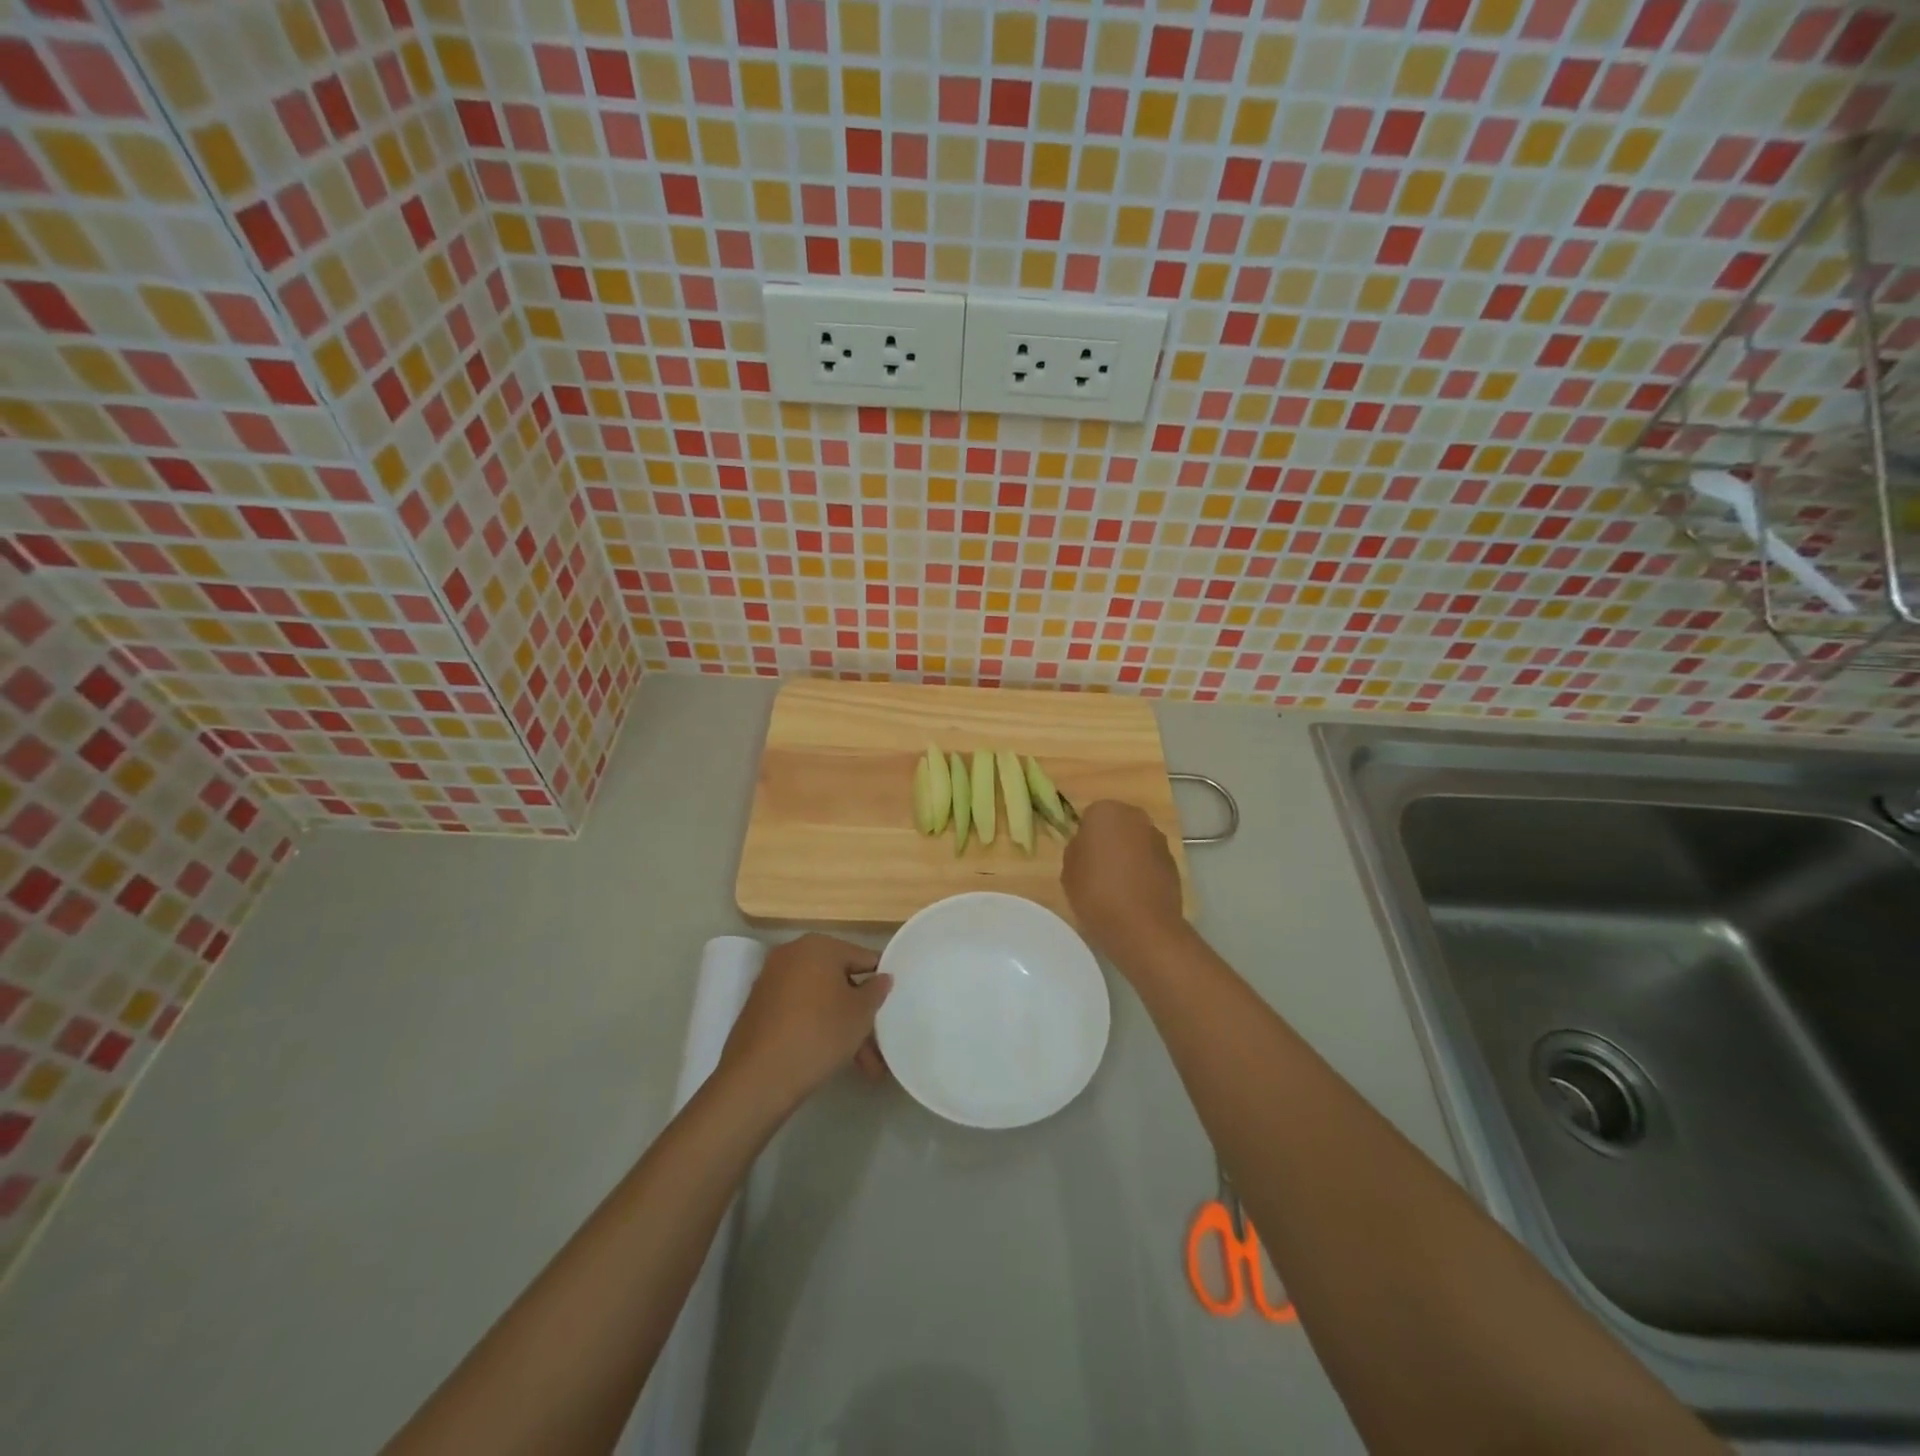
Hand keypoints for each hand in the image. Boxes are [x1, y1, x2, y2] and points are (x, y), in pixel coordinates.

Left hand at [718, 934, 891, 1111]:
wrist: (758, 1077)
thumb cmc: (819, 1033)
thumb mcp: (860, 1013)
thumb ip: (876, 990)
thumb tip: (882, 977)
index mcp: (819, 945)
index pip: (863, 958)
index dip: (881, 982)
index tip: (892, 1007)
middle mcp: (793, 954)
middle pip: (840, 981)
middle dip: (860, 1014)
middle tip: (878, 1046)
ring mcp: (772, 980)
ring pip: (820, 1000)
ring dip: (842, 1028)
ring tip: (863, 1067)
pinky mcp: (759, 1007)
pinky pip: (799, 1012)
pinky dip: (817, 1029)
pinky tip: (833, 1059)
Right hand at [1061, 800, 1186, 955]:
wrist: (1142, 927)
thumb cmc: (1096, 893)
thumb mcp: (1068, 870)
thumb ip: (1077, 849)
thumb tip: (1087, 846)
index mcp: (1105, 811)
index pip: (1090, 816)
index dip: (1085, 837)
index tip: (1082, 859)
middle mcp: (1136, 817)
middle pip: (1117, 824)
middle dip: (1110, 841)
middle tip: (1098, 869)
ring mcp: (1158, 839)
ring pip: (1136, 842)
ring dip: (1129, 855)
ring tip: (1118, 886)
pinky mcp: (1174, 862)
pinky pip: (1151, 860)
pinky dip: (1144, 871)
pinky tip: (1135, 895)